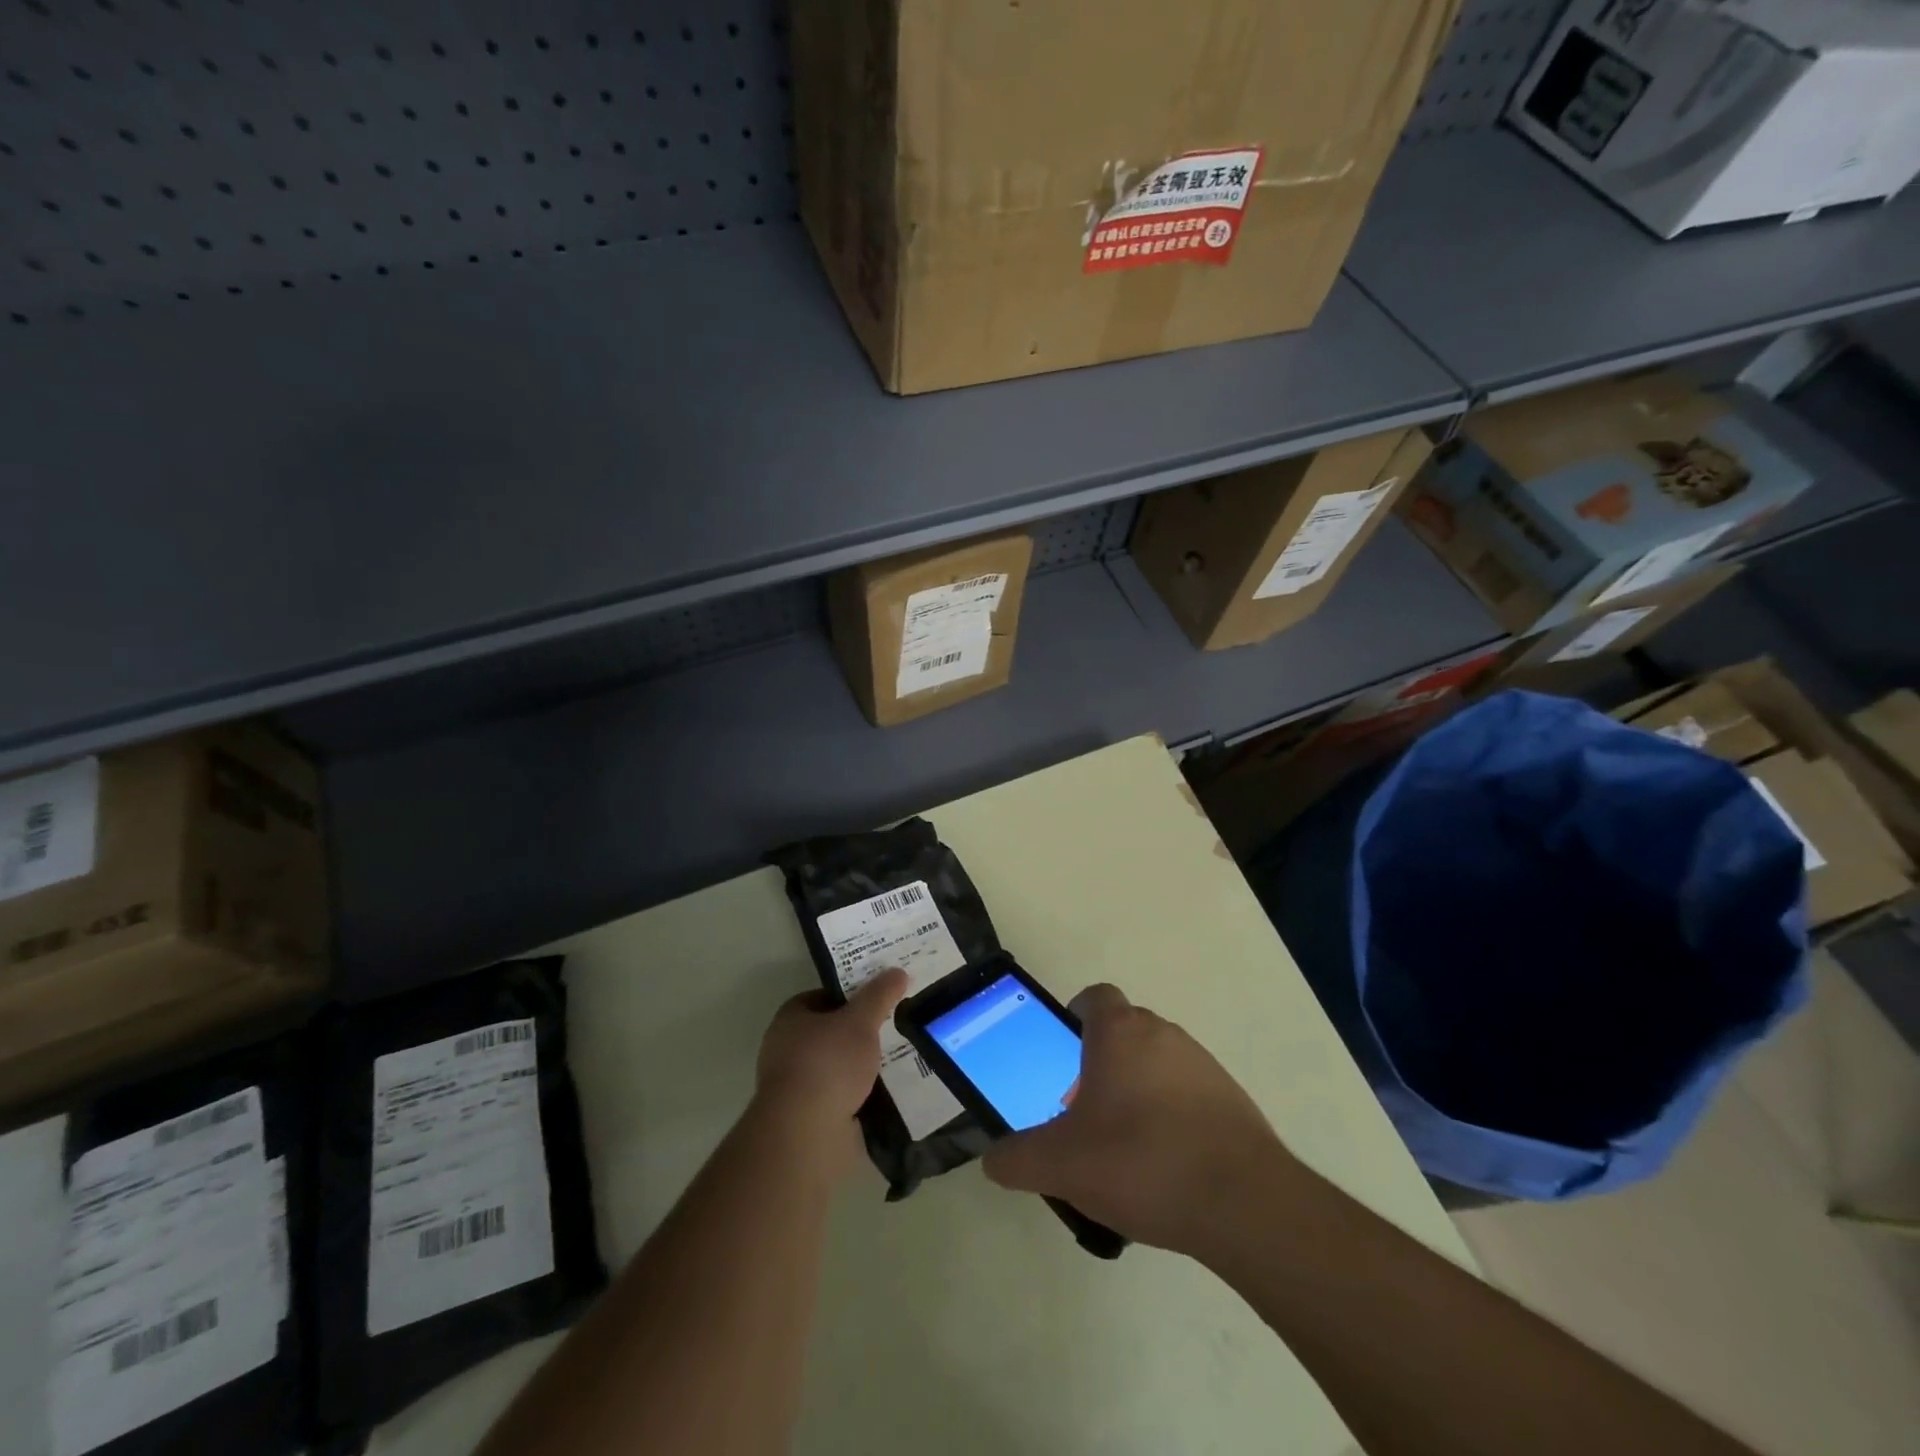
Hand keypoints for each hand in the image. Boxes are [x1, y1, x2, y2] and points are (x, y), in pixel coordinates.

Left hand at [754, 969, 907, 1145]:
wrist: (805, 1133)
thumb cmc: (827, 1064)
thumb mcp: (861, 1021)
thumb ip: (879, 995)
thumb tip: (898, 971)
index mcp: (790, 1018)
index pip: (823, 996)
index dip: (851, 995)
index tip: (879, 998)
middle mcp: (786, 1048)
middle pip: (830, 1032)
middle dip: (859, 1032)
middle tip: (892, 1027)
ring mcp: (795, 1085)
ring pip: (836, 1066)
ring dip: (860, 1066)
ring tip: (897, 1059)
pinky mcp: (807, 1117)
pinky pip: (840, 1096)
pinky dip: (859, 1094)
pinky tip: (885, 1092)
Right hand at [981, 984, 1294, 1258]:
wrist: (1243, 1203)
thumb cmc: (1140, 1162)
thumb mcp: (1060, 1166)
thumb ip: (1017, 1159)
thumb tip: (992, 1160)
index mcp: (1119, 1032)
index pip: (1094, 997)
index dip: (1074, 1017)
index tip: (1063, 1055)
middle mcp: (1162, 1033)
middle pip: (1124, 1032)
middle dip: (1101, 1063)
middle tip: (1084, 1112)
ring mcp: (1202, 1064)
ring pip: (1156, 1063)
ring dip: (1137, 1090)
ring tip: (1124, 1148)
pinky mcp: (1232, 1098)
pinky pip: (1188, 1093)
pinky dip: (1172, 1116)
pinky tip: (1165, 1167)